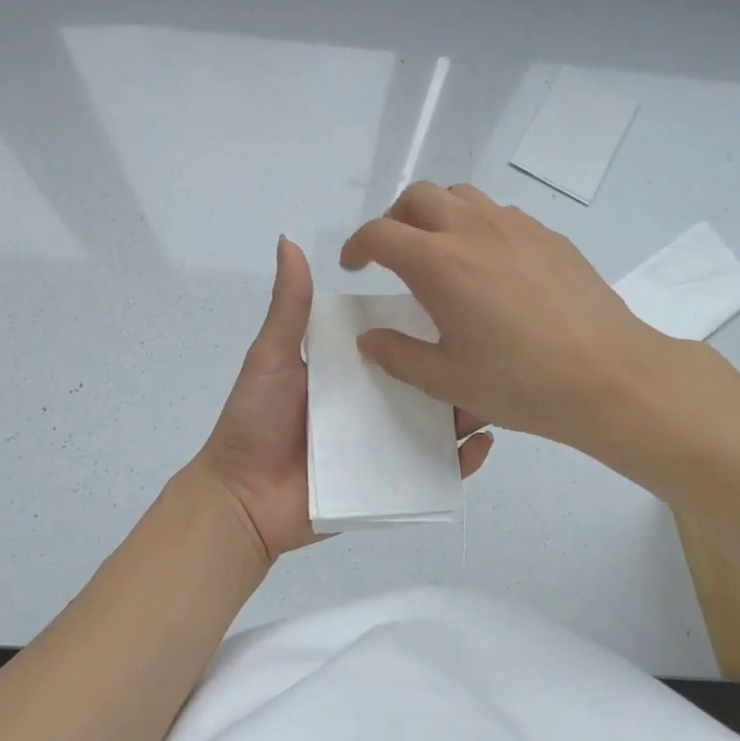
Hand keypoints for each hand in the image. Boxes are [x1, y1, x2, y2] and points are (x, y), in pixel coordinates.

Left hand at [195, 235, 494, 561]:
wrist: (241, 500)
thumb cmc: (255, 421)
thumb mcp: (272, 356)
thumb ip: (289, 306)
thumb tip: (288, 240)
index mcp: (352, 370)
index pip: (399, 340)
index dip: (426, 323)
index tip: (462, 296)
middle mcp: (375, 403)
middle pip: (427, 381)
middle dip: (459, 366)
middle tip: (494, 347)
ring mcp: (387, 444)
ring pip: (440, 424)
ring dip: (470, 409)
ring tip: (498, 393)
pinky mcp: (393, 484)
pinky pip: (437, 472)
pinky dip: (463, 461)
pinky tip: (483, 442)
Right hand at [339, 183, 687, 451]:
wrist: (610, 376)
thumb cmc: (522, 382)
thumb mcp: (448, 380)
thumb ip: (398, 356)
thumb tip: (370, 339)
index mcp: (439, 263)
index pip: (380, 234)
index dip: (357, 246)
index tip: (354, 266)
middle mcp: (473, 229)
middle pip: (417, 196)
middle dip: (394, 219)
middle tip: (394, 254)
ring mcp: (516, 226)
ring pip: (461, 195)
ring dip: (437, 214)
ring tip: (441, 252)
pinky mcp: (549, 235)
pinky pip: (500, 213)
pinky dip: (478, 225)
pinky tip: (491, 266)